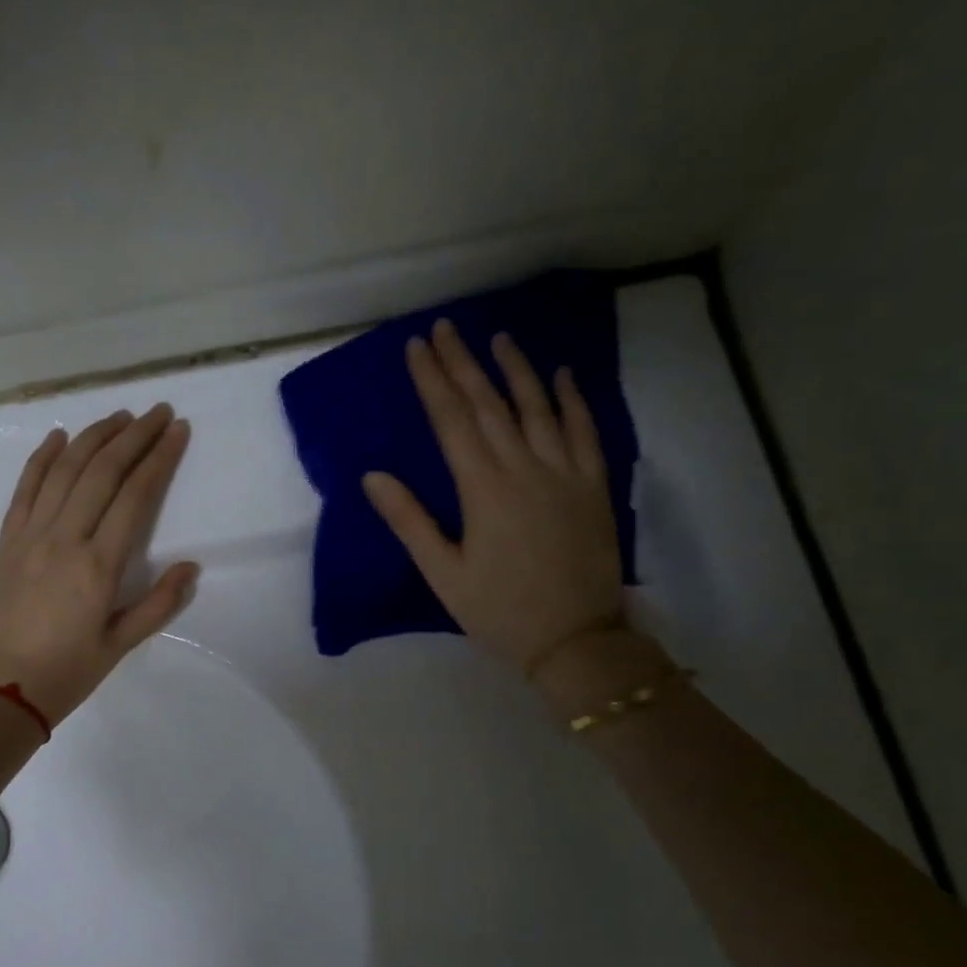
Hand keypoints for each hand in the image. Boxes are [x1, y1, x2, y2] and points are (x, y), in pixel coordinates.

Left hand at [0, 405, 197, 726]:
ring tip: (119, 415)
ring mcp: (29, 535)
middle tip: (157, 412)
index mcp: (98, 566)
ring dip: (93, 436)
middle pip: (102, 471)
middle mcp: (64, 538)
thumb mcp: (119, 646)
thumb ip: (158, 604)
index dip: (159, 458)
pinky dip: (42, 458)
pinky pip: (25, 488)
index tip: (177, 430)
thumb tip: (191, 567)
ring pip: (64, 470)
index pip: (135, 496)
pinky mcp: (6, 541)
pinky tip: (58, 436)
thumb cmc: (64, 675)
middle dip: (133, 435)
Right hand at [362, 319, 624, 677]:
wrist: (575, 638)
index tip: (417, 348)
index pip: (452, 421)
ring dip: (516, 369)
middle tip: (445, 328)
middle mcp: (524, 469)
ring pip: (538, 408)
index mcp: (483, 489)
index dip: (432, 381)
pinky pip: (585, 431)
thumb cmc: (498, 610)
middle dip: (464, 364)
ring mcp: (565, 473)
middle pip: (490, 404)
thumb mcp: (443, 573)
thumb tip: (372, 475)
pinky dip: (573, 400)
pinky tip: (562, 375)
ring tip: (498, 338)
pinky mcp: (593, 486)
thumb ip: (409, 521)